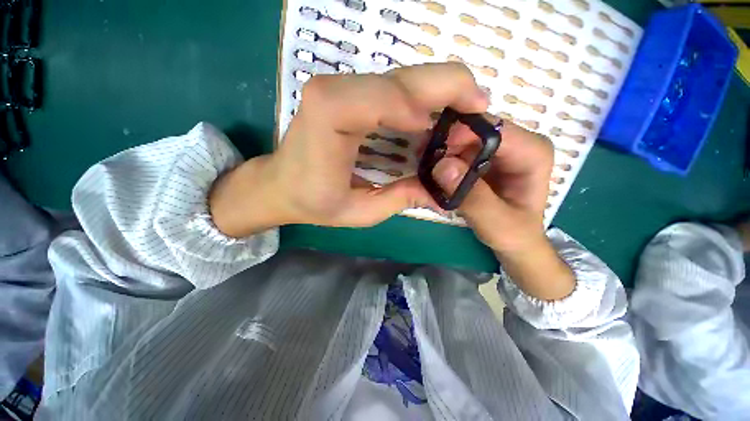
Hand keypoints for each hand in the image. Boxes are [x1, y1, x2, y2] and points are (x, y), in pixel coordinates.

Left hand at [209, 63, 487, 236]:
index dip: (426, 108)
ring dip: (441, 93)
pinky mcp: (350, 92)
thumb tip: (442, 194)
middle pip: (404, 77)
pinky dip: (423, 99)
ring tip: (464, 117)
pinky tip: (435, 118)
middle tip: (479, 114)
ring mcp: (342, 86)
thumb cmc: (314, 201)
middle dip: (450, 89)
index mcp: (331, 117)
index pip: (386, 97)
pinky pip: (396, 87)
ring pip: (406, 77)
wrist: (281, 184)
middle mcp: (335, 90)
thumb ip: (400, 199)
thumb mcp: (359, 211)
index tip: (454, 131)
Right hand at [431, 119, 575, 299]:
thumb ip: (473, 198)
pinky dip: (444, 158)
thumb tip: (442, 166)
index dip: (459, 135)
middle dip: (446, 143)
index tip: (432, 153)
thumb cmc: (515, 235)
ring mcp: (500, 149)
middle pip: (476, 129)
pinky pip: (460, 149)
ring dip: (442, 150)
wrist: (517, 242)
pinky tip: (432, 171)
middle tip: (421, 160)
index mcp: (532, 152)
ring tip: (424, 168)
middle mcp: (518, 143)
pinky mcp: (485, 158)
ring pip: (464, 137)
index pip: (493, 129)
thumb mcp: (496, 224)